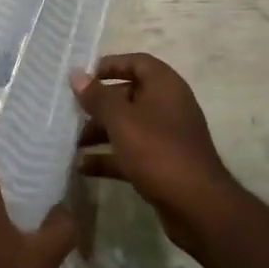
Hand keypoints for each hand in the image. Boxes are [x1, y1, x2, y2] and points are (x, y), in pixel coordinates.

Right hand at [71, 53, 239, 253]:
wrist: (197, 206)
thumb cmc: (158, 150)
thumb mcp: (122, 120)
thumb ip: (97, 96)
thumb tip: (76, 74)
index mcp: (165, 85)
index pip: (137, 62)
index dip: (110, 65)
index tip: (84, 76)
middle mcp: (168, 106)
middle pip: (128, 95)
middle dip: (99, 104)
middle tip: (71, 112)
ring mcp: (167, 137)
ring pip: (128, 126)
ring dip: (101, 132)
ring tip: (72, 142)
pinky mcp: (163, 164)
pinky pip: (131, 152)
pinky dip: (109, 157)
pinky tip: (83, 167)